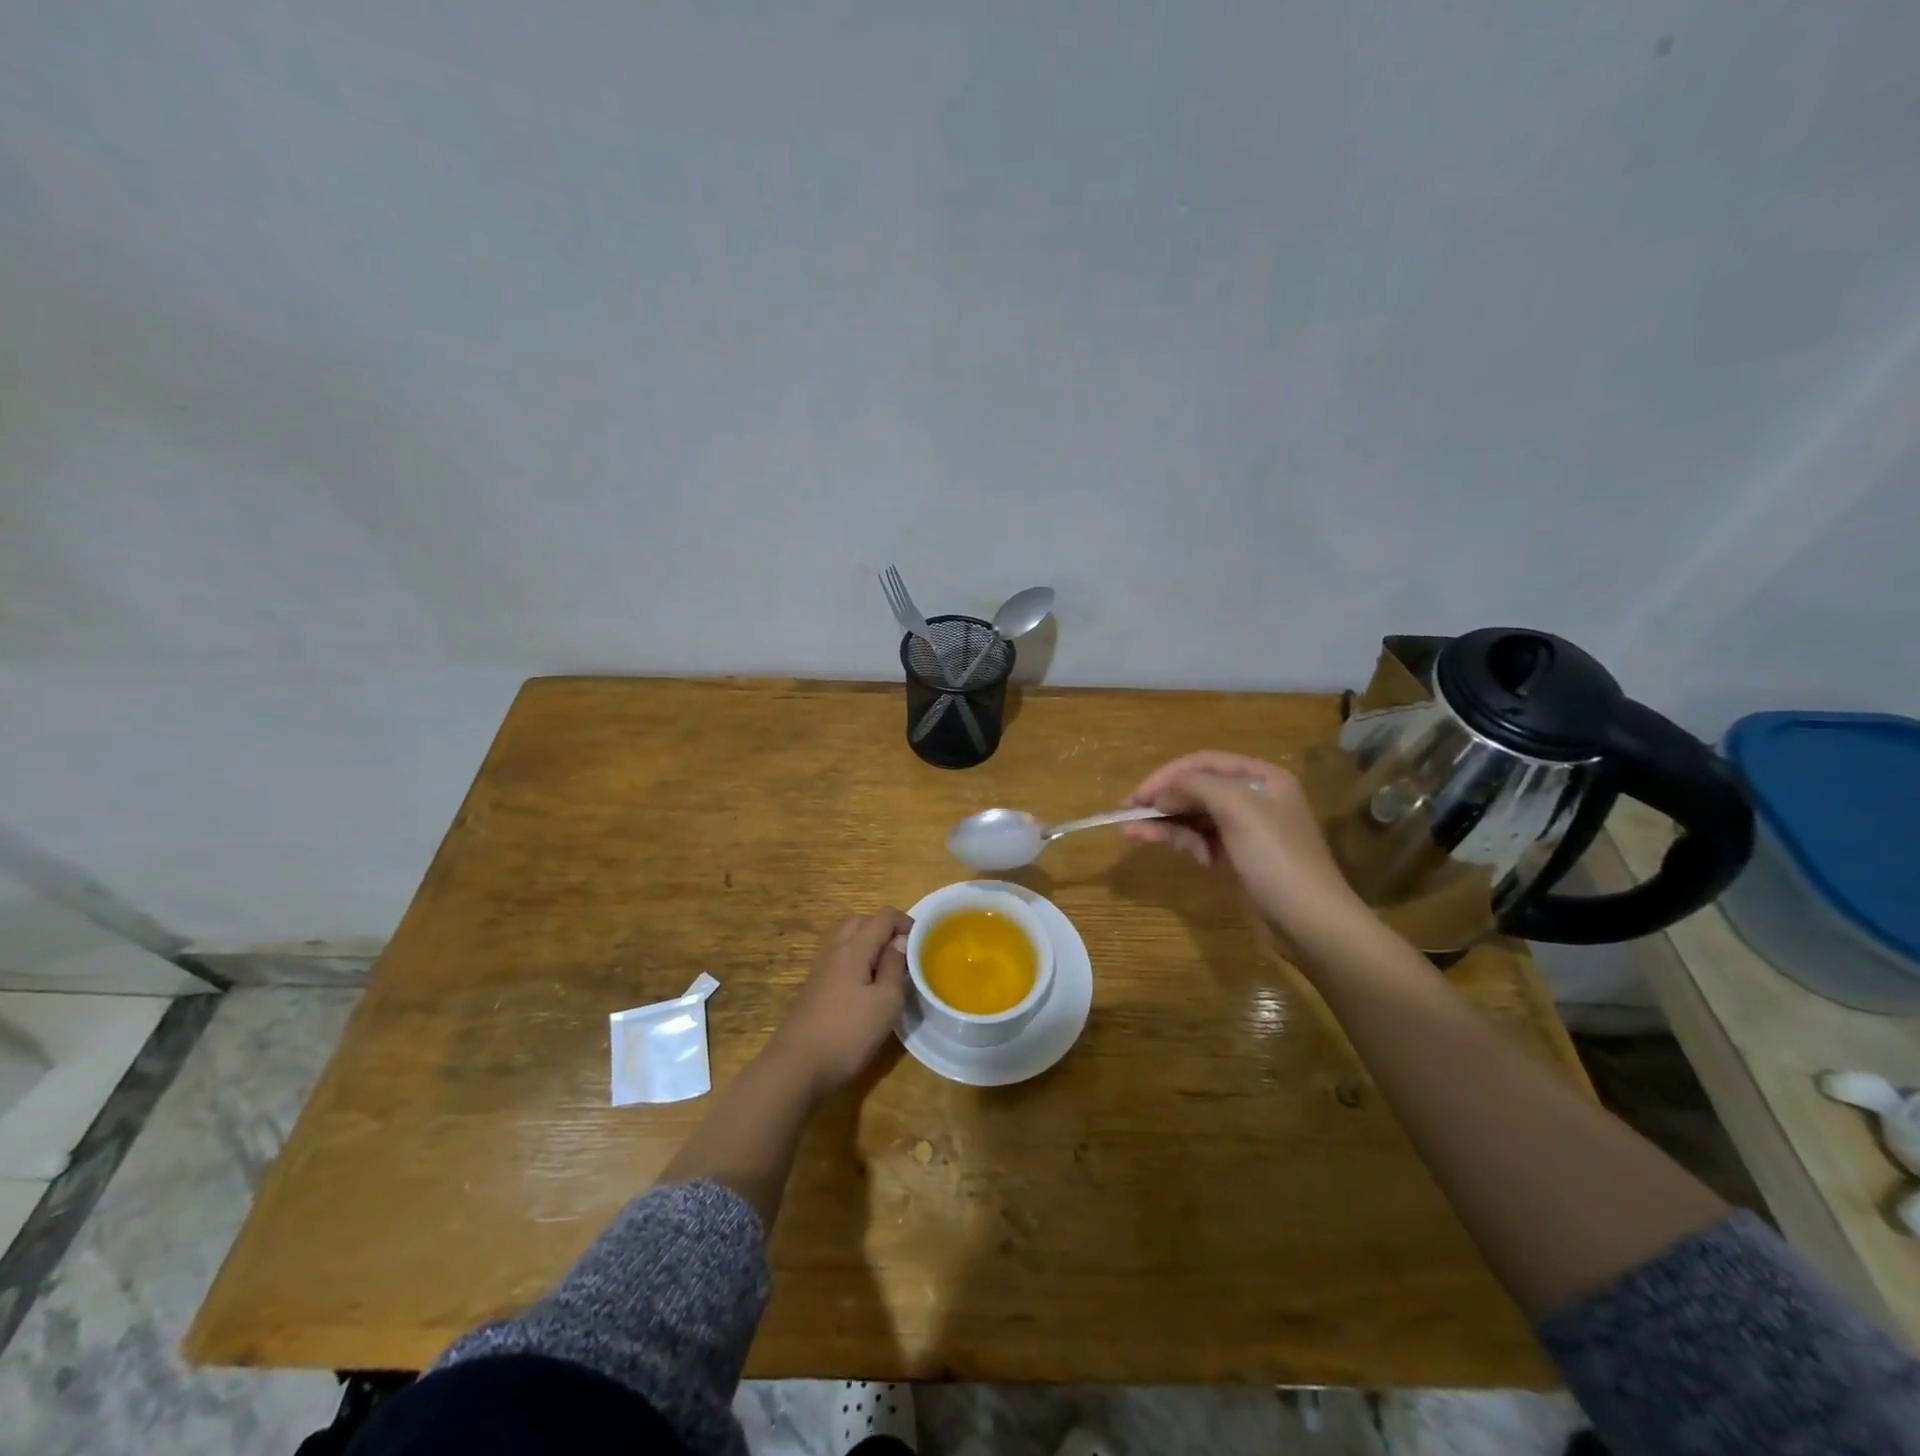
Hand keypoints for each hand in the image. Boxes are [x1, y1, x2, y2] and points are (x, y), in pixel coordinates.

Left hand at [766, 908, 911, 1100]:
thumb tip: (899, 942)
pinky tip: (866, 987)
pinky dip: (857, 960)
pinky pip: (840, 958)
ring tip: (888, 969)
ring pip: (848, 939)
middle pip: (862, 922)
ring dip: (870, 944)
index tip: (923, 943)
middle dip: (886, 929)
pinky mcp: (815, 986)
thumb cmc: (848, 1033)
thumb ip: (895, 966)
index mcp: (854, 947)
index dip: (906, 922)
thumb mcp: (886, 1002)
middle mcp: (835, 949)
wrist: (797, 1066)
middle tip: (905, 953)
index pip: (884, 916)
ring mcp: (821, 968)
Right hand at [1123, 751, 1377, 961]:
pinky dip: (1175, 838)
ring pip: (1194, 815)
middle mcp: (1254, 798)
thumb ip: (1197, 786)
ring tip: (1128, 828)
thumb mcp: (1238, 809)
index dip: (1167, 774)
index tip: (1138, 794)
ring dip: (1162, 819)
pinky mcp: (1236, 859)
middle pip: (1197, 787)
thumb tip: (1162, 790)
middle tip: (1127, 810)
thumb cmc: (1277, 857)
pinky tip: (1149, 839)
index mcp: (1262, 778)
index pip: (1204, 762)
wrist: (1311, 922)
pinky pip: (1198, 839)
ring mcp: (1244, 831)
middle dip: (1162, 796)